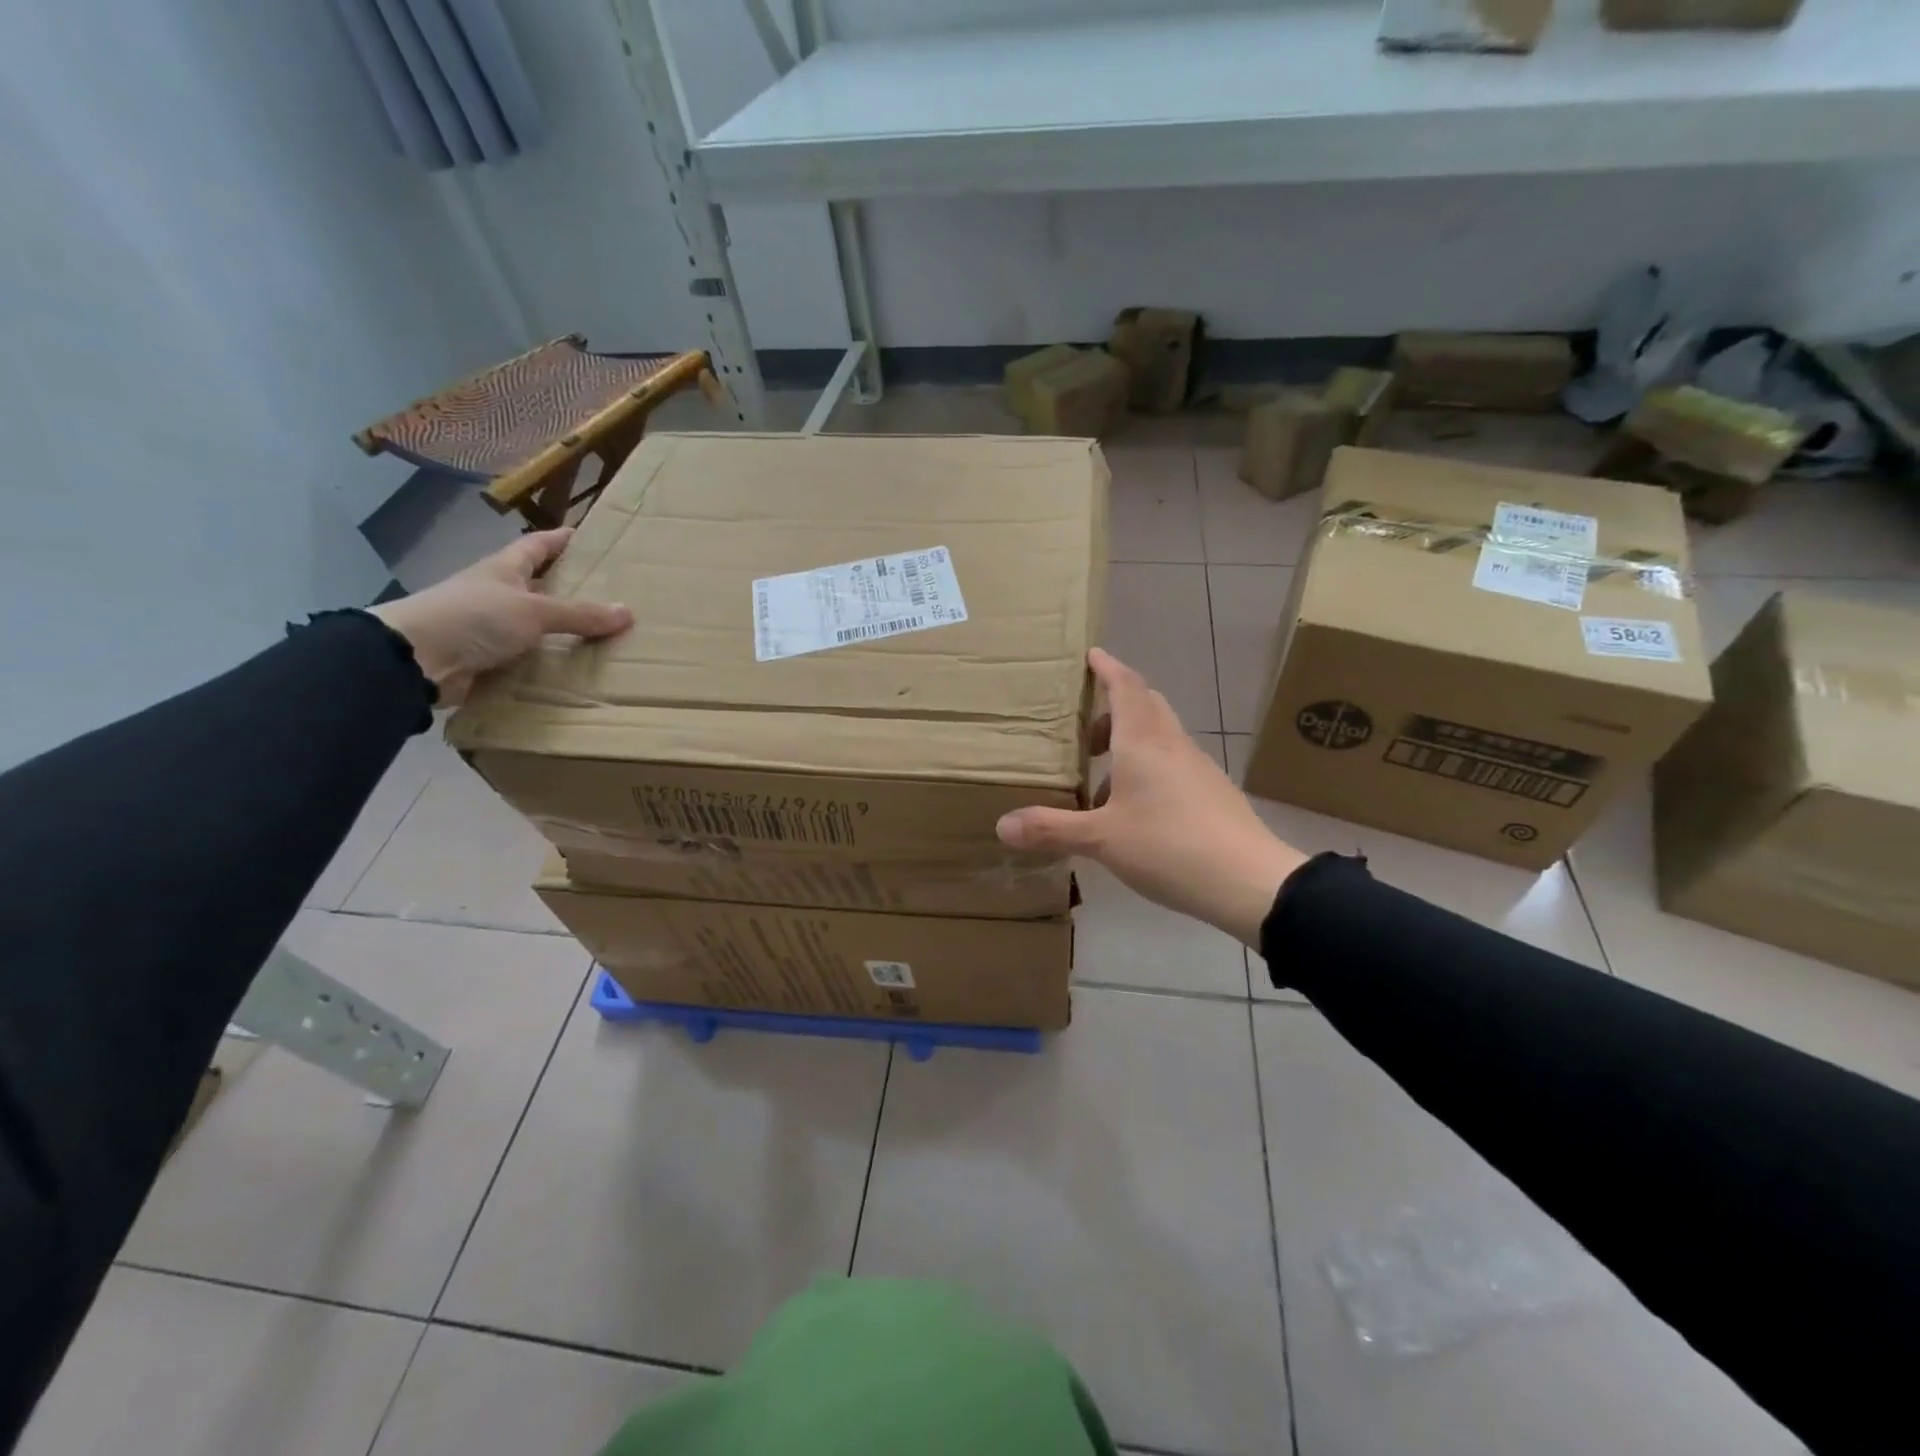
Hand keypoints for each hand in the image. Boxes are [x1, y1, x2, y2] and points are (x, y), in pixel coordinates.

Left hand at [370, 528, 631, 705]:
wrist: (415, 660)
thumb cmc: (473, 617)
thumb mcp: (533, 610)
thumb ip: (579, 614)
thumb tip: (627, 612)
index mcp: (503, 570)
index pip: (536, 546)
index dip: (558, 539)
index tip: (584, 535)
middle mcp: (495, 594)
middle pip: (536, 585)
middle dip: (566, 588)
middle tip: (605, 592)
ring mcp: (487, 627)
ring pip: (531, 625)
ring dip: (558, 630)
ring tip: (598, 636)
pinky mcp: (484, 659)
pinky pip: (524, 658)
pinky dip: (545, 662)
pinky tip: (569, 670)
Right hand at [996, 648, 1305, 946]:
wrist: (1250, 881)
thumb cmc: (1170, 846)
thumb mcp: (1101, 839)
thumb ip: (1051, 829)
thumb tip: (1002, 825)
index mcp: (1143, 741)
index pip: (1125, 687)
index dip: (1107, 668)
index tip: (1090, 655)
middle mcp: (1172, 745)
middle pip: (1145, 705)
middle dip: (1113, 705)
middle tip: (1083, 723)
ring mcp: (1196, 768)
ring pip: (1158, 737)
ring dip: (1128, 743)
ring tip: (1097, 778)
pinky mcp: (1210, 793)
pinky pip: (1171, 764)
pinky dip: (1145, 769)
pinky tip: (1131, 809)